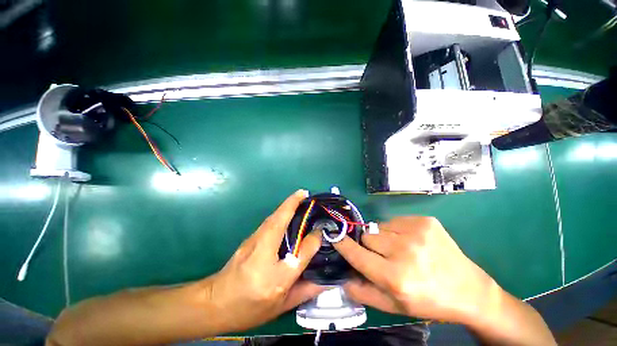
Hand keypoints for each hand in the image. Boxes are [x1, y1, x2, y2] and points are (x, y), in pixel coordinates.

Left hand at [204, 190, 323, 332]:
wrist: (215, 303)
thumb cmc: (250, 307)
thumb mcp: (281, 305)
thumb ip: (305, 290)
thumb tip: (326, 279)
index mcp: (274, 276)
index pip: (300, 252)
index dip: (313, 239)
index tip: (321, 229)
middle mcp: (263, 252)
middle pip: (279, 220)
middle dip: (293, 203)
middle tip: (306, 194)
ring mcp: (253, 240)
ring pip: (273, 218)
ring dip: (286, 205)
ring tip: (299, 198)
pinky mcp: (250, 237)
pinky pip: (269, 221)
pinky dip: (279, 212)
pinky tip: (287, 212)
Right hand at [333, 216, 500, 323]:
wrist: (469, 290)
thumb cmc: (429, 301)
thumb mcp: (394, 306)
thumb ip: (364, 292)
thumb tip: (343, 277)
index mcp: (396, 277)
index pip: (357, 254)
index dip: (343, 244)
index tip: (334, 236)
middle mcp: (405, 251)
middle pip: (367, 236)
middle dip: (370, 245)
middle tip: (383, 255)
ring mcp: (417, 231)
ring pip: (380, 226)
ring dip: (383, 237)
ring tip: (400, 249)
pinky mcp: (425, 221)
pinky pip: (395, 220)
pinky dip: (397, 230)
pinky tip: (411, 241)